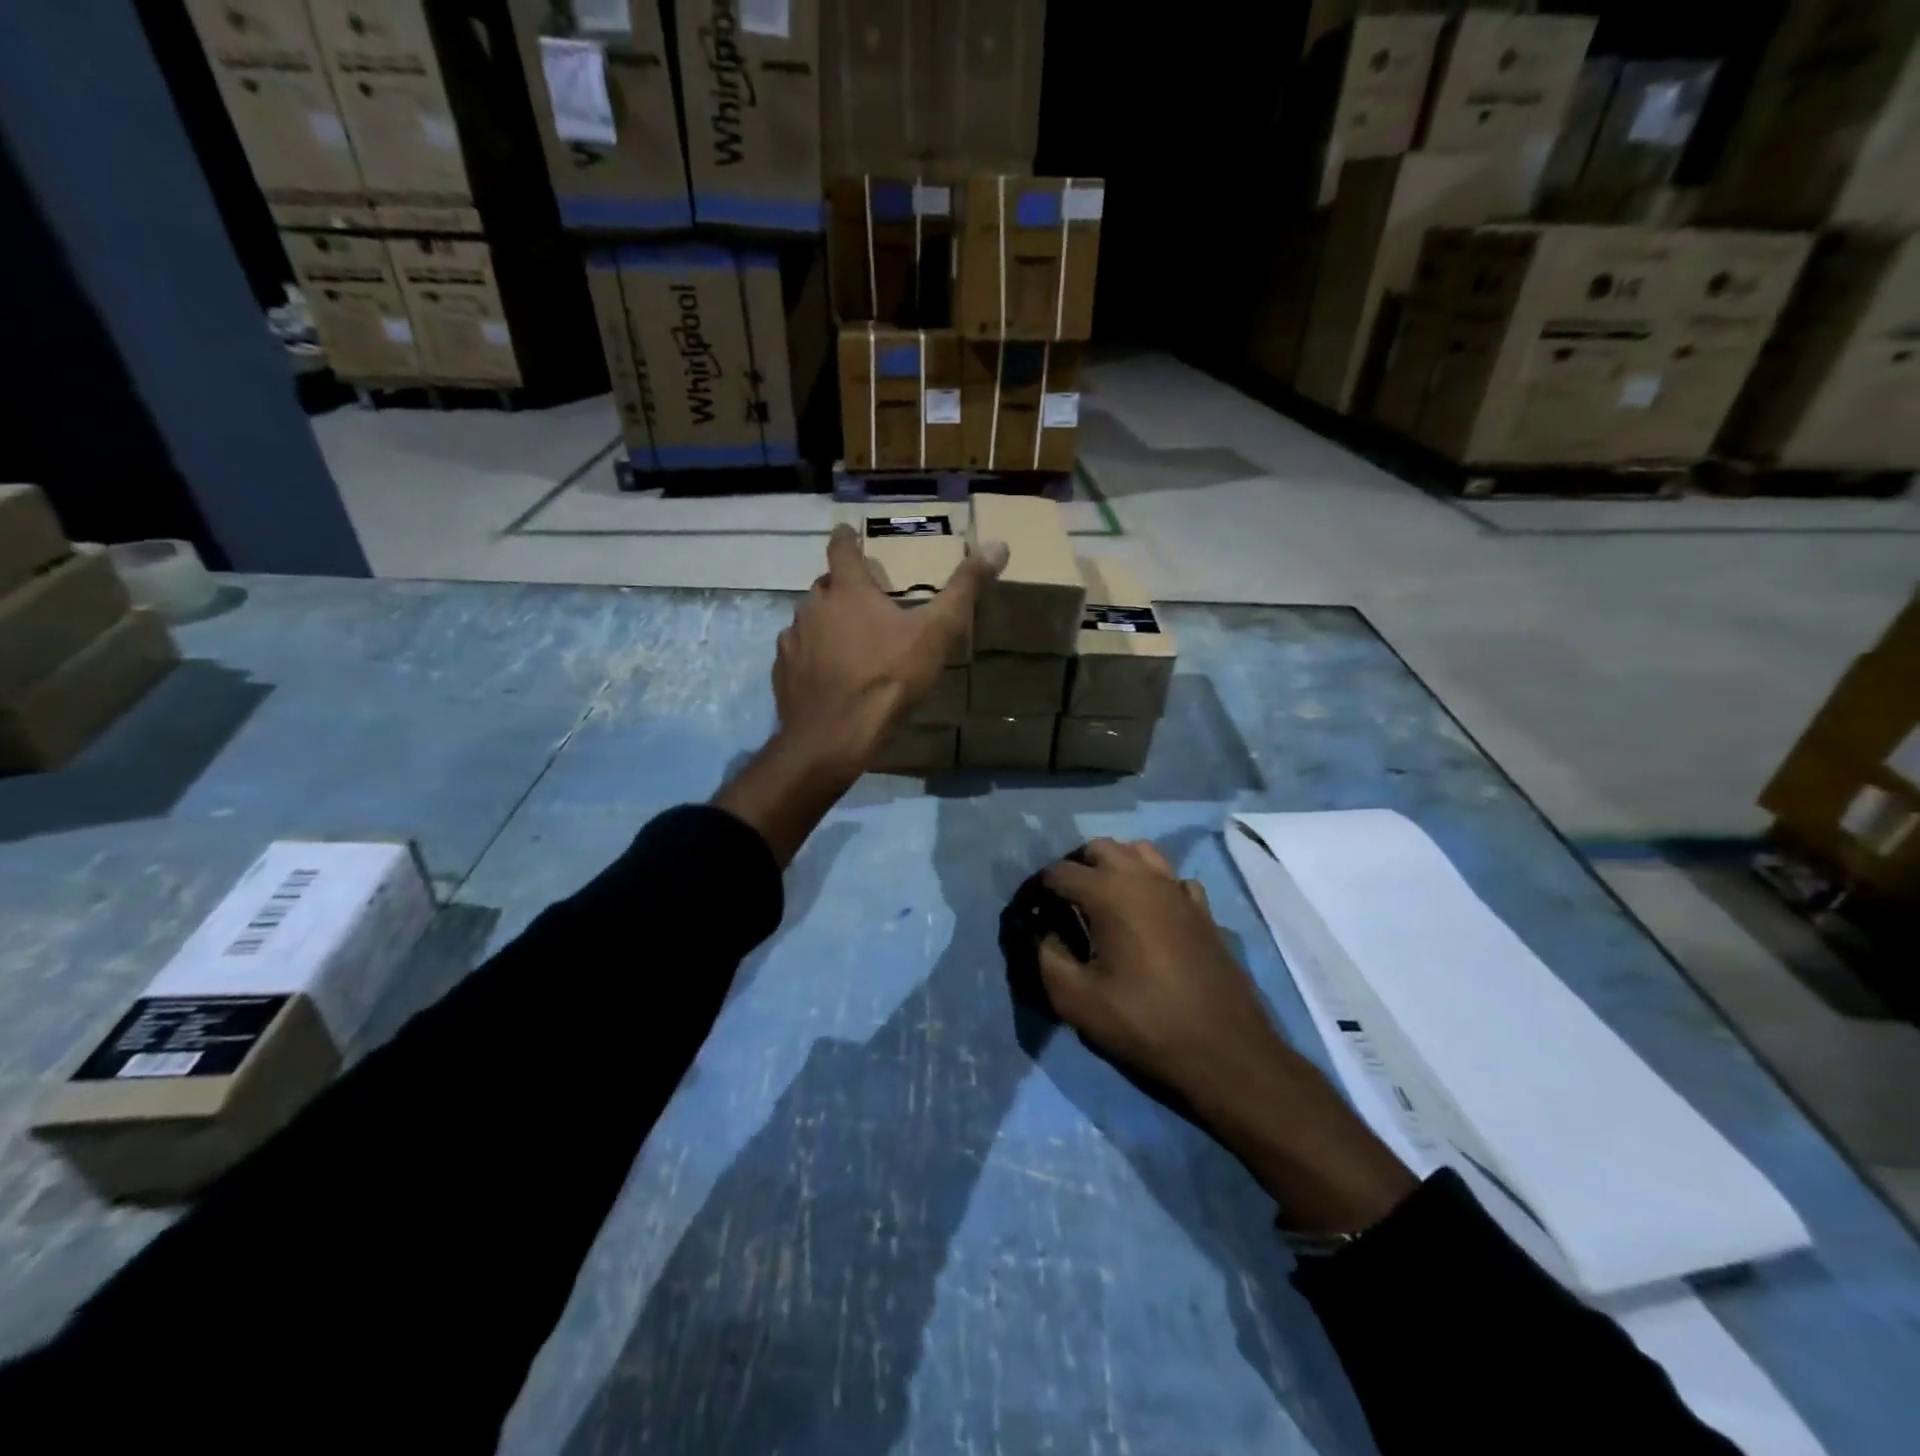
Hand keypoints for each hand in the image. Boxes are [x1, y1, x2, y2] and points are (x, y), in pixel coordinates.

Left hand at [773, 523, 1005, 769]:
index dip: (846, 538)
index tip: (848, 533)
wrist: (836, 735)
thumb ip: (964, 589)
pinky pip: (796, 652)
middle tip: (863, 599)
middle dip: (842, 587)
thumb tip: (998, 545)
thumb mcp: (936, 632)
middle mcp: (813, 606)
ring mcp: (793, 639)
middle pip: (825, 586)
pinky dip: (810, 654)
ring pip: (809, 619)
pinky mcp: (783, 671)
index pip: (841, 549)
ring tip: (846, 639)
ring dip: (826, 622)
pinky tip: (826, 672)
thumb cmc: (888, 677)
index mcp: (847, 590)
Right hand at [1041, 840, 1416, 1233]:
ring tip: (1100, 900)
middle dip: (1073, 867)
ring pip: (1139, 853)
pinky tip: (1146, 915)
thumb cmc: (1144, 1024)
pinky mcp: (1203, 910)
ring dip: (1113, 866)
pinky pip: (1171, 879)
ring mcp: (1179, 890)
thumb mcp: (1076, 999)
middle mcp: (1144, 877)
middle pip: (1099, 848)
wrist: (1224, 1052)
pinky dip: (1151, 885)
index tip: (1026, 913)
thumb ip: (1045, 955)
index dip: (1035, 890)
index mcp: (1109, 892)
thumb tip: (1037, 929)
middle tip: (1060, 903)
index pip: (1058, 872)